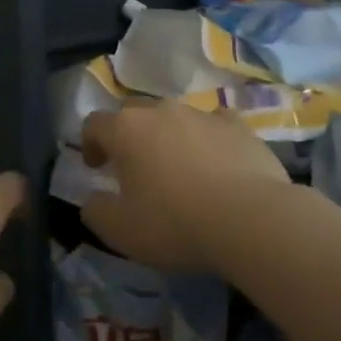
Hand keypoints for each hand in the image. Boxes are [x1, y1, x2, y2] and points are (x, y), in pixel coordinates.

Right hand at [80, 102, 288, 271]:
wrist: (250, 220)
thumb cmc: (174, 223)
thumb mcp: (120, 230)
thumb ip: (95, 211)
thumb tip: (93, 201)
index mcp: (127, 130)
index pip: (95, 123)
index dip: (89, 143)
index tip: (96, 167)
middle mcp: (162, 111)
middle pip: (134, 113)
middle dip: (128, 135)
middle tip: (133, 166)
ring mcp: (203, 114)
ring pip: (176, 116)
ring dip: (168, 136)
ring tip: (178, 167)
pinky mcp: (239, 126)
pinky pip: (215, 123)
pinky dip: (208, 137)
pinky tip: (216, 160)